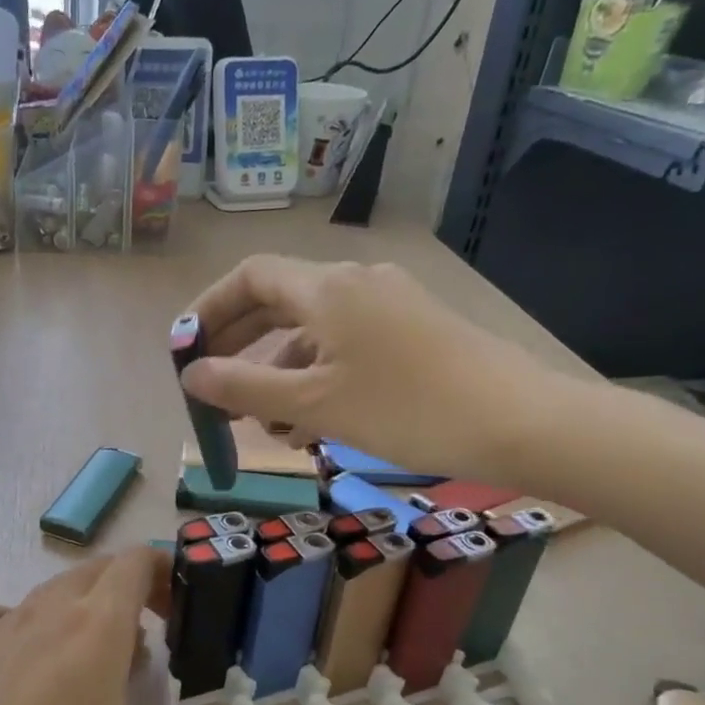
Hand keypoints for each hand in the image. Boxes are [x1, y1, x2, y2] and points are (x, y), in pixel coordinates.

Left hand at [0, 547, 294, 704]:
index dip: (165, 572)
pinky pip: (3, 614)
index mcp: (92, 630)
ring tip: (96, 658)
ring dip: (82, 606)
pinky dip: (28, 623)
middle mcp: (45, 612)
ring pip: (50, 589)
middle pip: (96, 569)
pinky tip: (28, 663)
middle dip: (130, 588)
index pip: (135, 563)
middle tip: (151, 638)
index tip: (182, 611)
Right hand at [182, 254, 567, 485]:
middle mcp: (354, 284)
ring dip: (278, 374)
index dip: (209, 310)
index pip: (249, 277)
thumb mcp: (313, 403)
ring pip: (312, 333)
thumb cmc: (405, 408)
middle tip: (212, 388)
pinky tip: (311, 426)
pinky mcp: (412, 333)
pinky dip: (316, 379)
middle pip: (277, 303)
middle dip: (239, 347)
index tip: (184, 350)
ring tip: (264, 427)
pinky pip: (344, 348)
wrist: (519, 423)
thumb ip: (243, 387)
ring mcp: (387, 307)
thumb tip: (191, 375)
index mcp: (326, 288)